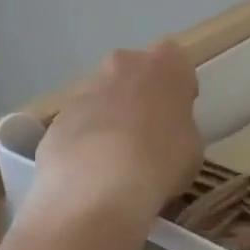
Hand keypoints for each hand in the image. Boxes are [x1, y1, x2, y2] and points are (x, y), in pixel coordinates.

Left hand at [29, 43, 202, 226]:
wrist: (98, 188)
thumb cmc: (161, 161)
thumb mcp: (192, 147)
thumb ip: (179, 128)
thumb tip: (164, 134)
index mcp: (164, 65)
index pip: (175, 61)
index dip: (177, 87)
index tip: (178, 113)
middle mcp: (122, 65)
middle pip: (133, 72)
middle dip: (138, 96)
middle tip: (147, 134)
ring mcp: (85, 90)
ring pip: (102, 98)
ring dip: (110, 119)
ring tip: (117, 162)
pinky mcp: (57, 119)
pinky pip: (79, 125)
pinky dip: (85, 143)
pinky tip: (92, 174)